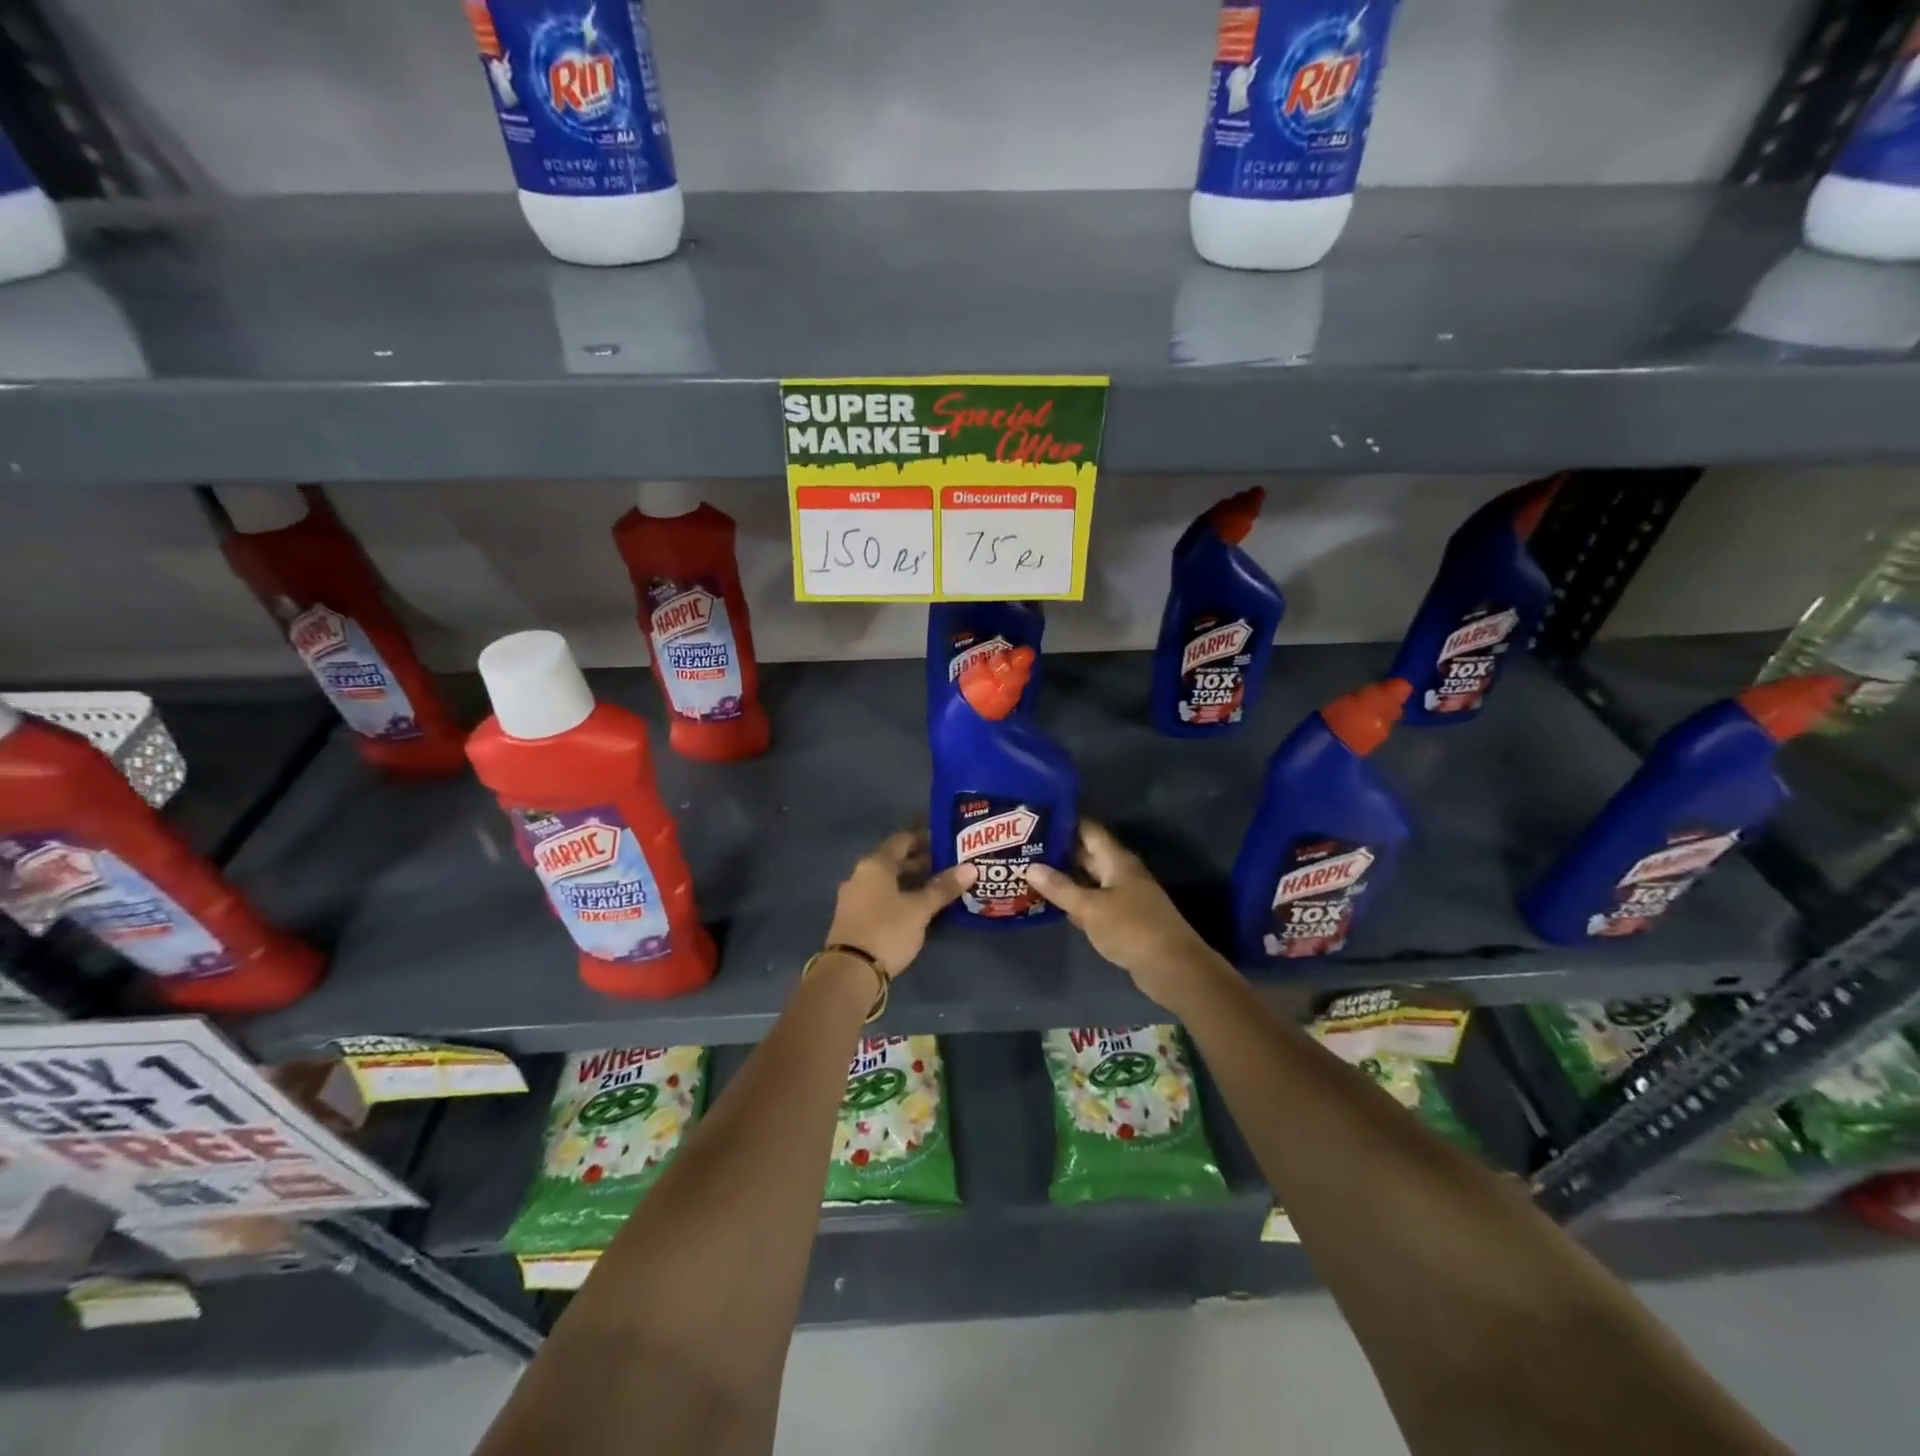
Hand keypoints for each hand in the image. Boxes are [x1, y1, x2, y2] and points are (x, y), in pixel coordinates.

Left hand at [825, 829, 974, 979]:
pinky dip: (900, 897)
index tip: (947, 839)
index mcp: (875, 864)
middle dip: (921, 861)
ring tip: (939, 886)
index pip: (903, 839)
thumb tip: (970, 868)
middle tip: (950, 864)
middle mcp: (860, 875)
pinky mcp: (854, 918)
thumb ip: (943, 888)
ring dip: (911, 881)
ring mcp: (854, 897)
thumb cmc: (887, 930)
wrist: (849, 972)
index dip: (925, 837)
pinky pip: (881, 898)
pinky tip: (918, 907)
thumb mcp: (920, 909)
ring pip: (888, 881)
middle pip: (894, 861)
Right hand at [1026, 820, 1223, 1010]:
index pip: (1088, 829)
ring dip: (1064, 877)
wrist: (1172, 968)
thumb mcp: (1090, 908)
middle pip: (1087, 854)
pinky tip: (1052, 904)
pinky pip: (1094, 902)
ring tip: (1029, 872)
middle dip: (1058, 851)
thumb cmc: (1131, 929)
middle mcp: (1120, 872)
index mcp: (1116, 860)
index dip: (1064, 821)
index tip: (1035, 818)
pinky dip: (1075, 901)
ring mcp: (1123, 896)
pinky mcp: (1123, 919)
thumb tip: (1030, 867)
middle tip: (1024, 848)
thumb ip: (1060, 888)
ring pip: (1089, 879)